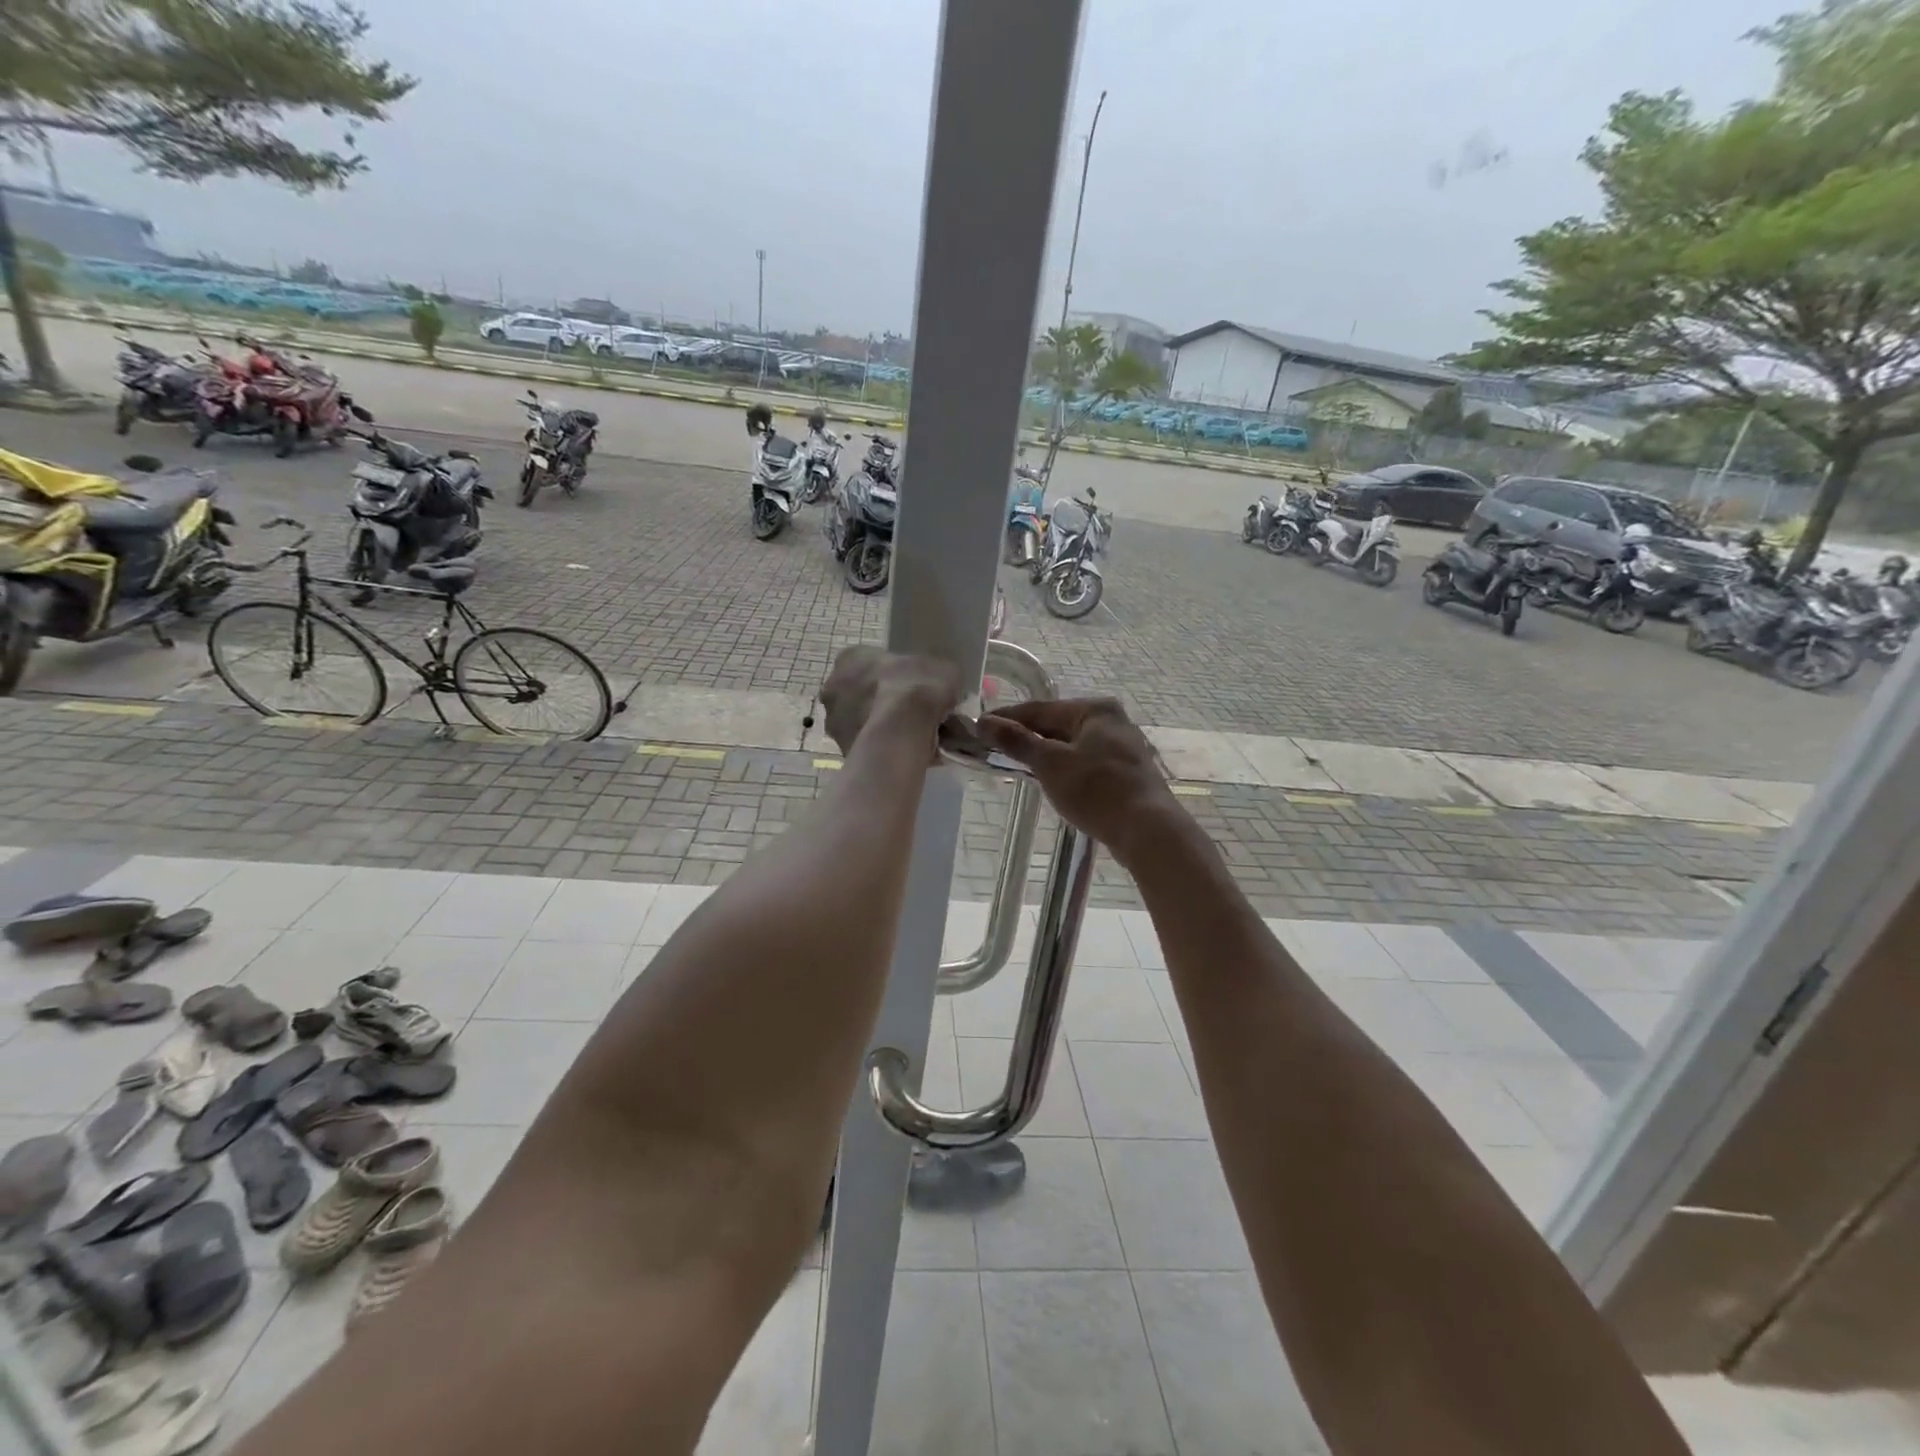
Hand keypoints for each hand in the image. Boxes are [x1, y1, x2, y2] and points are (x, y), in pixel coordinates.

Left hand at [820, 646, 964, 755]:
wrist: (900, 732)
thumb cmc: (916, 689)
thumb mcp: (943, 670)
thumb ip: (938, 674)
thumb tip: (943, 684)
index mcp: (851, 657)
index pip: (871, 662)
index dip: (895, 675)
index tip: (914, 687)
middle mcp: (833, 685)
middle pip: (862, 692)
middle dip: (884, 702)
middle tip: (913, 714)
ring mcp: (833, 720)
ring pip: (862, 721)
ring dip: (882, 727)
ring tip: (913, 738)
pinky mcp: (840, 748)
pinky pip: (866, 746)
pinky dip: (882, 748)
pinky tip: (904, 753)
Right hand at [979, 699, 1183, 862]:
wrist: (1148, 830)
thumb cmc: (1096, 790)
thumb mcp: (1050, 763)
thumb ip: (1017, 741)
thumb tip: (985, 722)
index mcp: (1094, 709)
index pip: (1040, 709)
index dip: (1007, 719)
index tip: (979, 727)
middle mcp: (1112, 721)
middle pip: (1057, 725)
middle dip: (1027, 737)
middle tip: (994, 748)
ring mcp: (1123, 747)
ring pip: (1072, 745)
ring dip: (1045, 754)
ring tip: (1017, 765)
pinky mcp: (1126, 773)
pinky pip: (1085, 762)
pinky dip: (1065, 768)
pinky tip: (1052, 781)